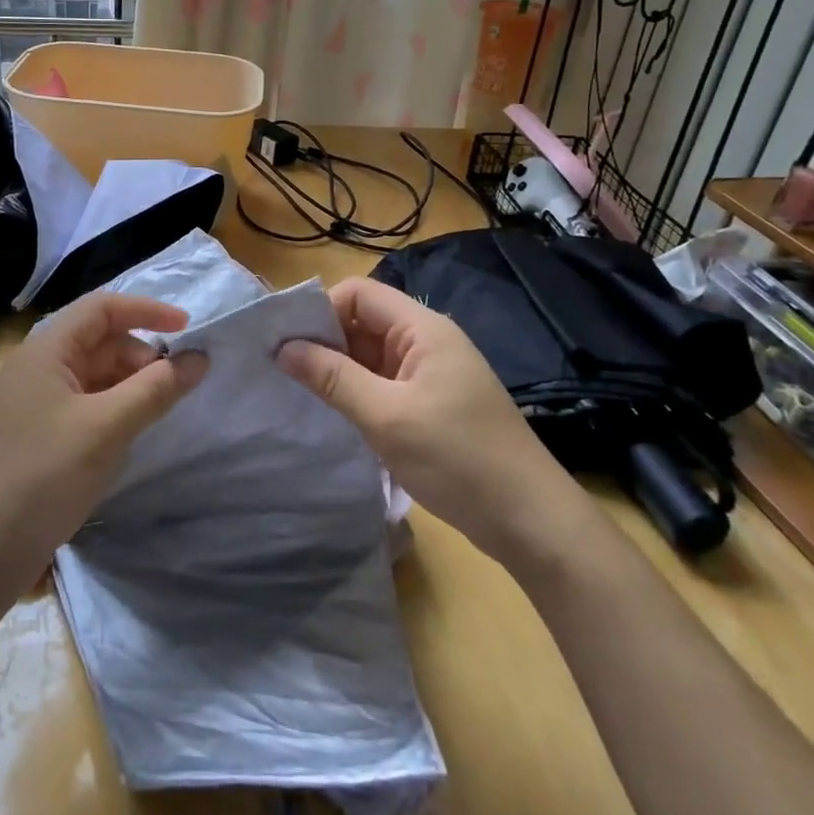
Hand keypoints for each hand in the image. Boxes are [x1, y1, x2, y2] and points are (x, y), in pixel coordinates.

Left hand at [0, 293, 207, 583]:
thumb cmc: (42, 475)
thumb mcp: (106, 428)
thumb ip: (155, 389)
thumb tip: (199, 358)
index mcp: (46, 350)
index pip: (101, 308)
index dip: (146, 311)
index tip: (188, 329)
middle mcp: (40, 367)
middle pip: (100, 340)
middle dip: (142, 355)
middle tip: (174, 386)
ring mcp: (38, 402)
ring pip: (96, 375)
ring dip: (131, 384)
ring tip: (158, 411)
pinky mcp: (42, 434)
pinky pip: (88, 404)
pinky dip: (116, 409)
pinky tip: (131, 435)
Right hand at [278, 277, 589, 564]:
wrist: (530, 520)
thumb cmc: (458, 458)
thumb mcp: (386, 417)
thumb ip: (333, 378)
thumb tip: (283, 348)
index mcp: (422, 329)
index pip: (358, 294)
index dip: (321, 310)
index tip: (288, 344)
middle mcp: (426, 341)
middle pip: (363, 321)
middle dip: (324, 340)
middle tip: (283, 370)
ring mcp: (430, 374)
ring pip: (370, 354)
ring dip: (338, 368)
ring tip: (300, 392)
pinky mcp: (431, 403)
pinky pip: (383, 382)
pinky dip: (356, 391)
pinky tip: (334, 412)